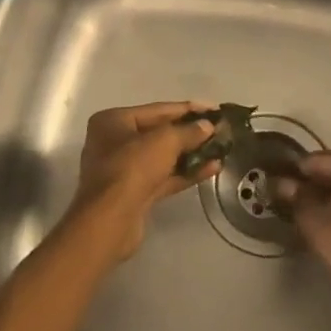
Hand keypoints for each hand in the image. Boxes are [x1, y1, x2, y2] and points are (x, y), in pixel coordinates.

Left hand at [61, 101, 218, 261]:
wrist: (109, 222)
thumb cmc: (131, 168)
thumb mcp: (164, 141)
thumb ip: (188, 131)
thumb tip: (208, 126)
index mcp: (113, 121)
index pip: (157, 110)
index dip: (188, 109)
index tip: (215, 109)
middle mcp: (115, 142)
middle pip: (160, 133)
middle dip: (190, 133)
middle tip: (220, 131)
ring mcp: (124, 170)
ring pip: (163, 157)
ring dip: (191, 153)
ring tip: (220, 149)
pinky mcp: (134, 193)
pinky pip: (164, 177)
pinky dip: (186, 172)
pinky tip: (212, 168)